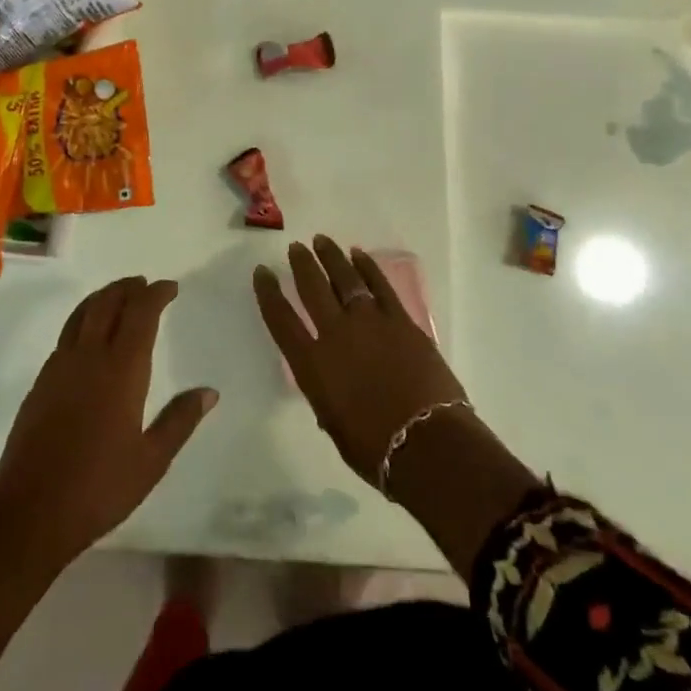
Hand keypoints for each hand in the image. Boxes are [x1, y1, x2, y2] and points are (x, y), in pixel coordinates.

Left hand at [0, 277, 217, 566]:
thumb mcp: (152, 460)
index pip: (140, 314)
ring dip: (103, 298)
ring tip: (118, 296)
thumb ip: (180, 420)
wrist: (30, 513)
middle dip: (128, 288)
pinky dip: (83, 320)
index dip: (156, 294)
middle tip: (145, 284)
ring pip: (81, 314)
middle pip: (107, 304)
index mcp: (121, 370)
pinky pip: (66, 335)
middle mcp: (88, 357)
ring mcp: (59, 368)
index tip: (170, 287)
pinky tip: (89, 337)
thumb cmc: (99, 488)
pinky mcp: (40, 383)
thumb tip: (209, 392)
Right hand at [252, 237, 468, 487]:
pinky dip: (368, 267)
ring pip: (346, 278)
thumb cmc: (376, 449)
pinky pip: (380, 285)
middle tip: (296, 248)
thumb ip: (326, 396)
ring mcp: (370, 322)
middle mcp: (336, 334)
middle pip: (313, 288)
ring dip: (332, 257)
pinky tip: (359, 254)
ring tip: (322, 241)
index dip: (268, 293)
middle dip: (302, 265)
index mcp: (312, 365)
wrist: (428, 444)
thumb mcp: (334, 424)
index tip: (262, 272)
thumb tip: (331, 383)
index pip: (281, 319)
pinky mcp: (401, 320)